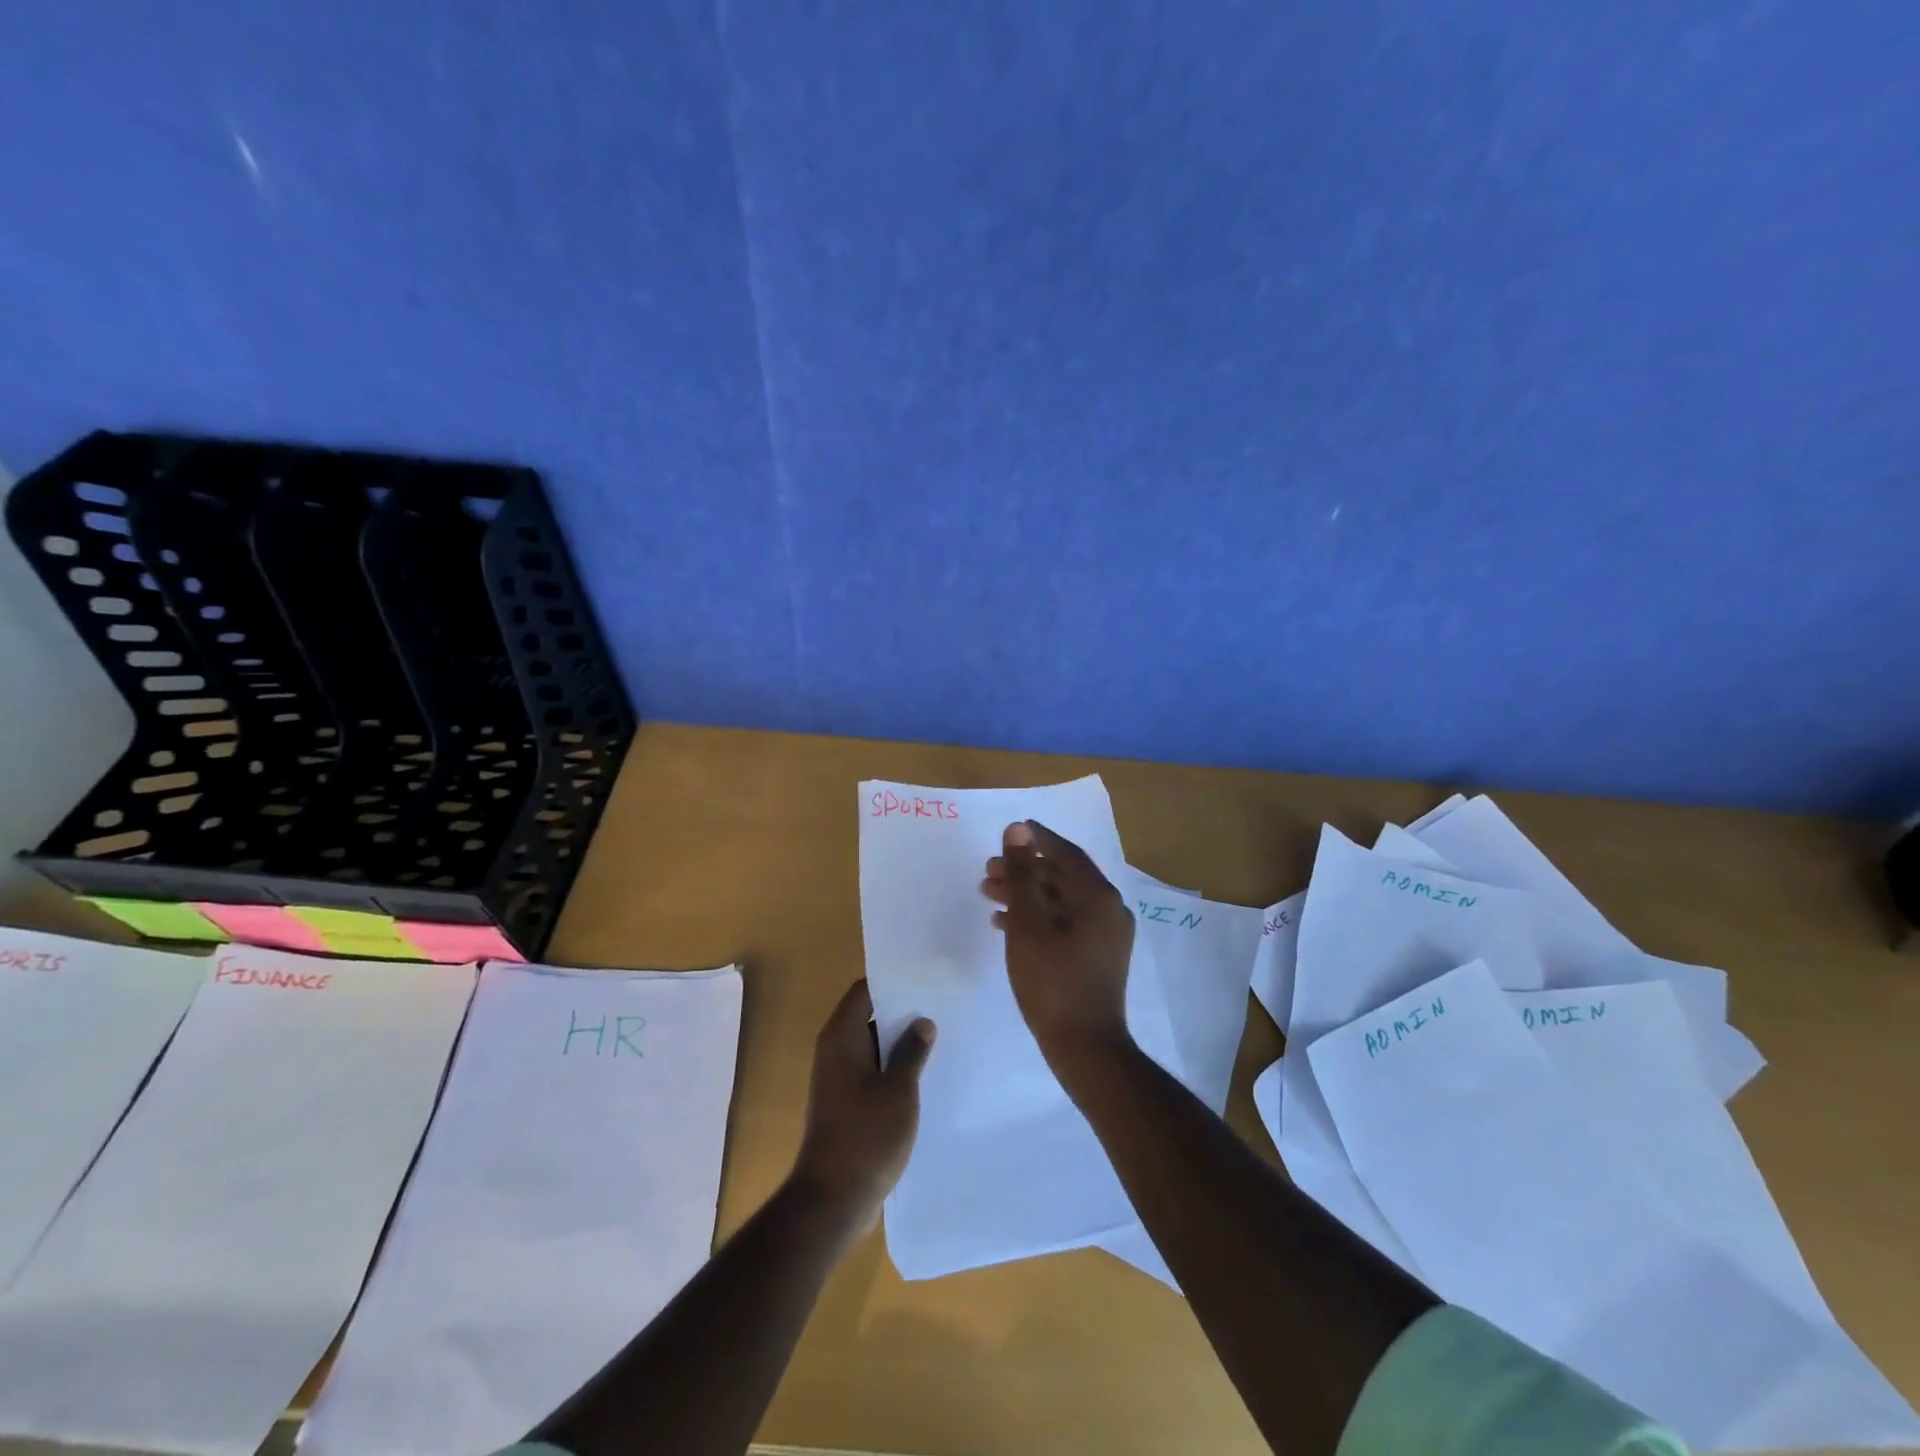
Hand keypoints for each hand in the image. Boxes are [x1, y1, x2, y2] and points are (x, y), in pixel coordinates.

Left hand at [792, 980, 935, 1229]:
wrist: (832, 1200)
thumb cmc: (866, 1135)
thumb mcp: (899, 1089)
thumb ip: (912, 1051)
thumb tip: (922, 1022)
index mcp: (842, 1037)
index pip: (865, 991)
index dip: (893, 982)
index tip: (925, 979)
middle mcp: (835, 1051)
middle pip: (870, 1016)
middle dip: (903, 1013)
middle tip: (941, 1007)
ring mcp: (839, 1079)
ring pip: (874, 1047)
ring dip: (901, 1045)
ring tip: (941, 1038)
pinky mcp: (847, 1104)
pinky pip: (873, 1073)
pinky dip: (894, 1070)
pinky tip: (925, 1077)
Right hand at [982, 820, 1135, 1069]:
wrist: (1084, 1047)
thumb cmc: (1053, 981)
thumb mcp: (1029, 923)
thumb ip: (1022, 874)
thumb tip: (1018, 829)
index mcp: (1098, 896)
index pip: (1065, 853)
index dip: (1037, 839)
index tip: (1013, 829)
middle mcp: (1108, 909)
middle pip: (1061, 877)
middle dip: (1024, 870)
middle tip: (989, 869)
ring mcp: (1105, 936)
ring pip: (1060, 901)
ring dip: (1026, 894)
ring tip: (988, 892)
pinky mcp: (1096, 957)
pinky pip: (1064, 923)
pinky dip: (1036, 918)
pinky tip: (1005, 924)